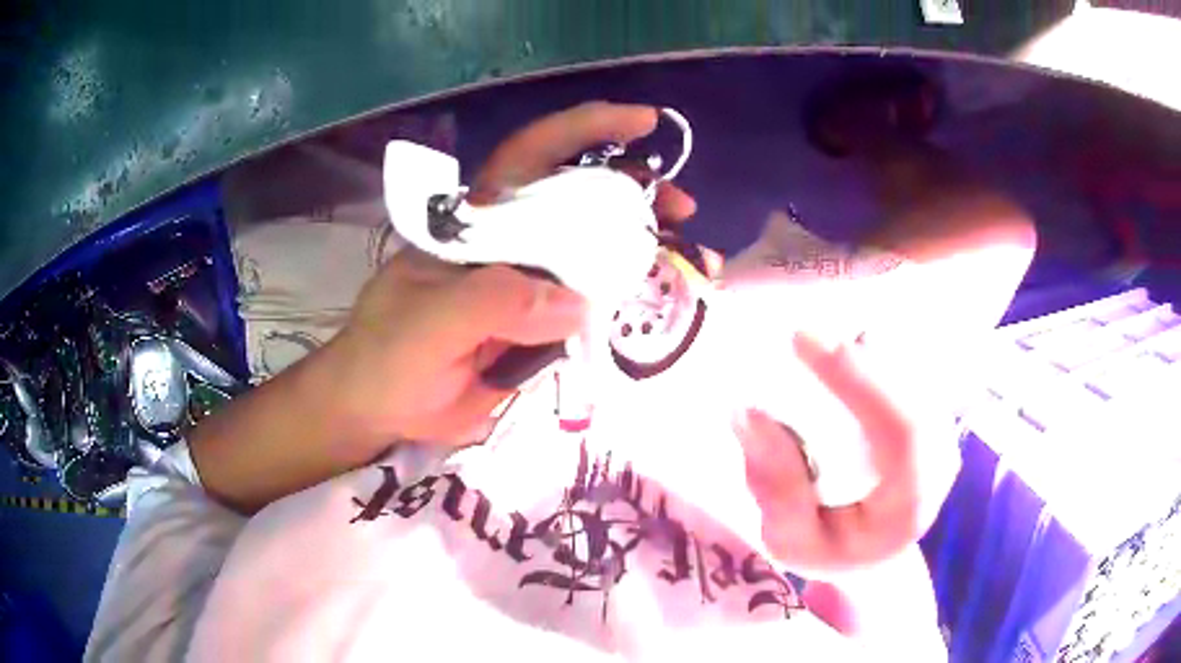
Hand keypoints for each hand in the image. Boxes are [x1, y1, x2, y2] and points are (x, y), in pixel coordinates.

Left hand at [330, 102, 698, 446]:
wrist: (382, 409)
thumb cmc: (388, 354)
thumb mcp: (428, 323)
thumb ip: (492, 305)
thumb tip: (577, 304)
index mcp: (480, 222)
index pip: (534, 156)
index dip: (585, 130)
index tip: (643, 121)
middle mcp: (512, 243)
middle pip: (581, 201)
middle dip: (635, 193)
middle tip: (682, 207)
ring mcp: (531, 285)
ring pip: (596, 254)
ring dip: (645, 249)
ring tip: (694, 257)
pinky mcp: (543, 328)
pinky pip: (594, 307)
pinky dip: (631, 304)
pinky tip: (666, 302)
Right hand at [734, 333, 953, 573]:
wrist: (871, 555)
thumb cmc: (830, 550)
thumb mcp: (788, 540)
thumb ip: (775, 486)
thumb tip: (749, 413)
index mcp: (908, 505)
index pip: (900, 431)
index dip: (858, 379)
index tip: (801, 340)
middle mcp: (939, 463)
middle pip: (913, 389)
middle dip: (860, 356)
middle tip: (804, 335)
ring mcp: (942, 434)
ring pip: (918, 372)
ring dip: (869, 349)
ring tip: (823, 343)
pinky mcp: (934, 414)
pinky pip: (914, 369)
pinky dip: (878, 352)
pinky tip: (850, 346)